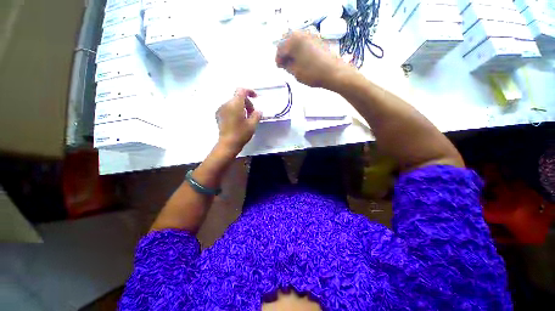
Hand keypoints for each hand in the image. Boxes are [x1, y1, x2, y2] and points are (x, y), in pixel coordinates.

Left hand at [216, 88, 261, 153]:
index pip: (241, 90)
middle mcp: (226, 104)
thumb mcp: (252, 125)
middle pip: (238, 97)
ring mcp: (221, 109)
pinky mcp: (218, 115)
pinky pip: (228, 108)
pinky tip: (238, 120)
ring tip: (246, 118)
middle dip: (247, 103)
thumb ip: (256, 115)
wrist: (227, 144)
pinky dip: (235, 110)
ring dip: (241, 107)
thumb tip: (258, 111)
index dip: (250, 91)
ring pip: (233, 103)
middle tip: (252, 114)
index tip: (256, 98)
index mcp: (235, 104)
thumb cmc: (241, 134)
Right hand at [276, 31, 351, 88]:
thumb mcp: (295, 72)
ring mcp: (311, 35)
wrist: (333, 72)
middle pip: (288, 42)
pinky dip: (300, 51)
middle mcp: (301, 33)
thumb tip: (283, 63)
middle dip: (285, 54)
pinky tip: (302, 60)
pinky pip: (304, 43)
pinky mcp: (318, 40)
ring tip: (293, 64)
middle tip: (285, 66)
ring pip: (296, 42)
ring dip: (293, 52)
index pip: (280, 48)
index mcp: (293, 40)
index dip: (278, 59)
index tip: (279, 68)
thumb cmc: (312, 73)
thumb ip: (286, 66)